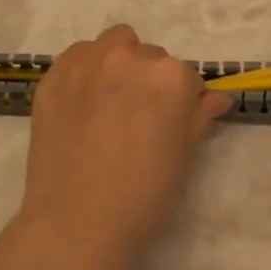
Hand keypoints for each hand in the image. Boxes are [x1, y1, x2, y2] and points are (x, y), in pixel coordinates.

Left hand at [16, 24, 231, 269]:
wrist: (77, 224)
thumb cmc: (144, 197)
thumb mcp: (184, 157)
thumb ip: (199, 117)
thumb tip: (216, 98)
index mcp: (171, 77)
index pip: (186, 78)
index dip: (182, 103)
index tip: (172, 126)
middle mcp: (130, 58)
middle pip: (150, 58)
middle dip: (150, 81)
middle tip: (140, 119)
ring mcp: (88, 64)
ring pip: (114, 45)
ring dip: (119, 64)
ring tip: (110, 103)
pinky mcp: (54, 77)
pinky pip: (78, 56)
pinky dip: (86, 70)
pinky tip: (83, 103)